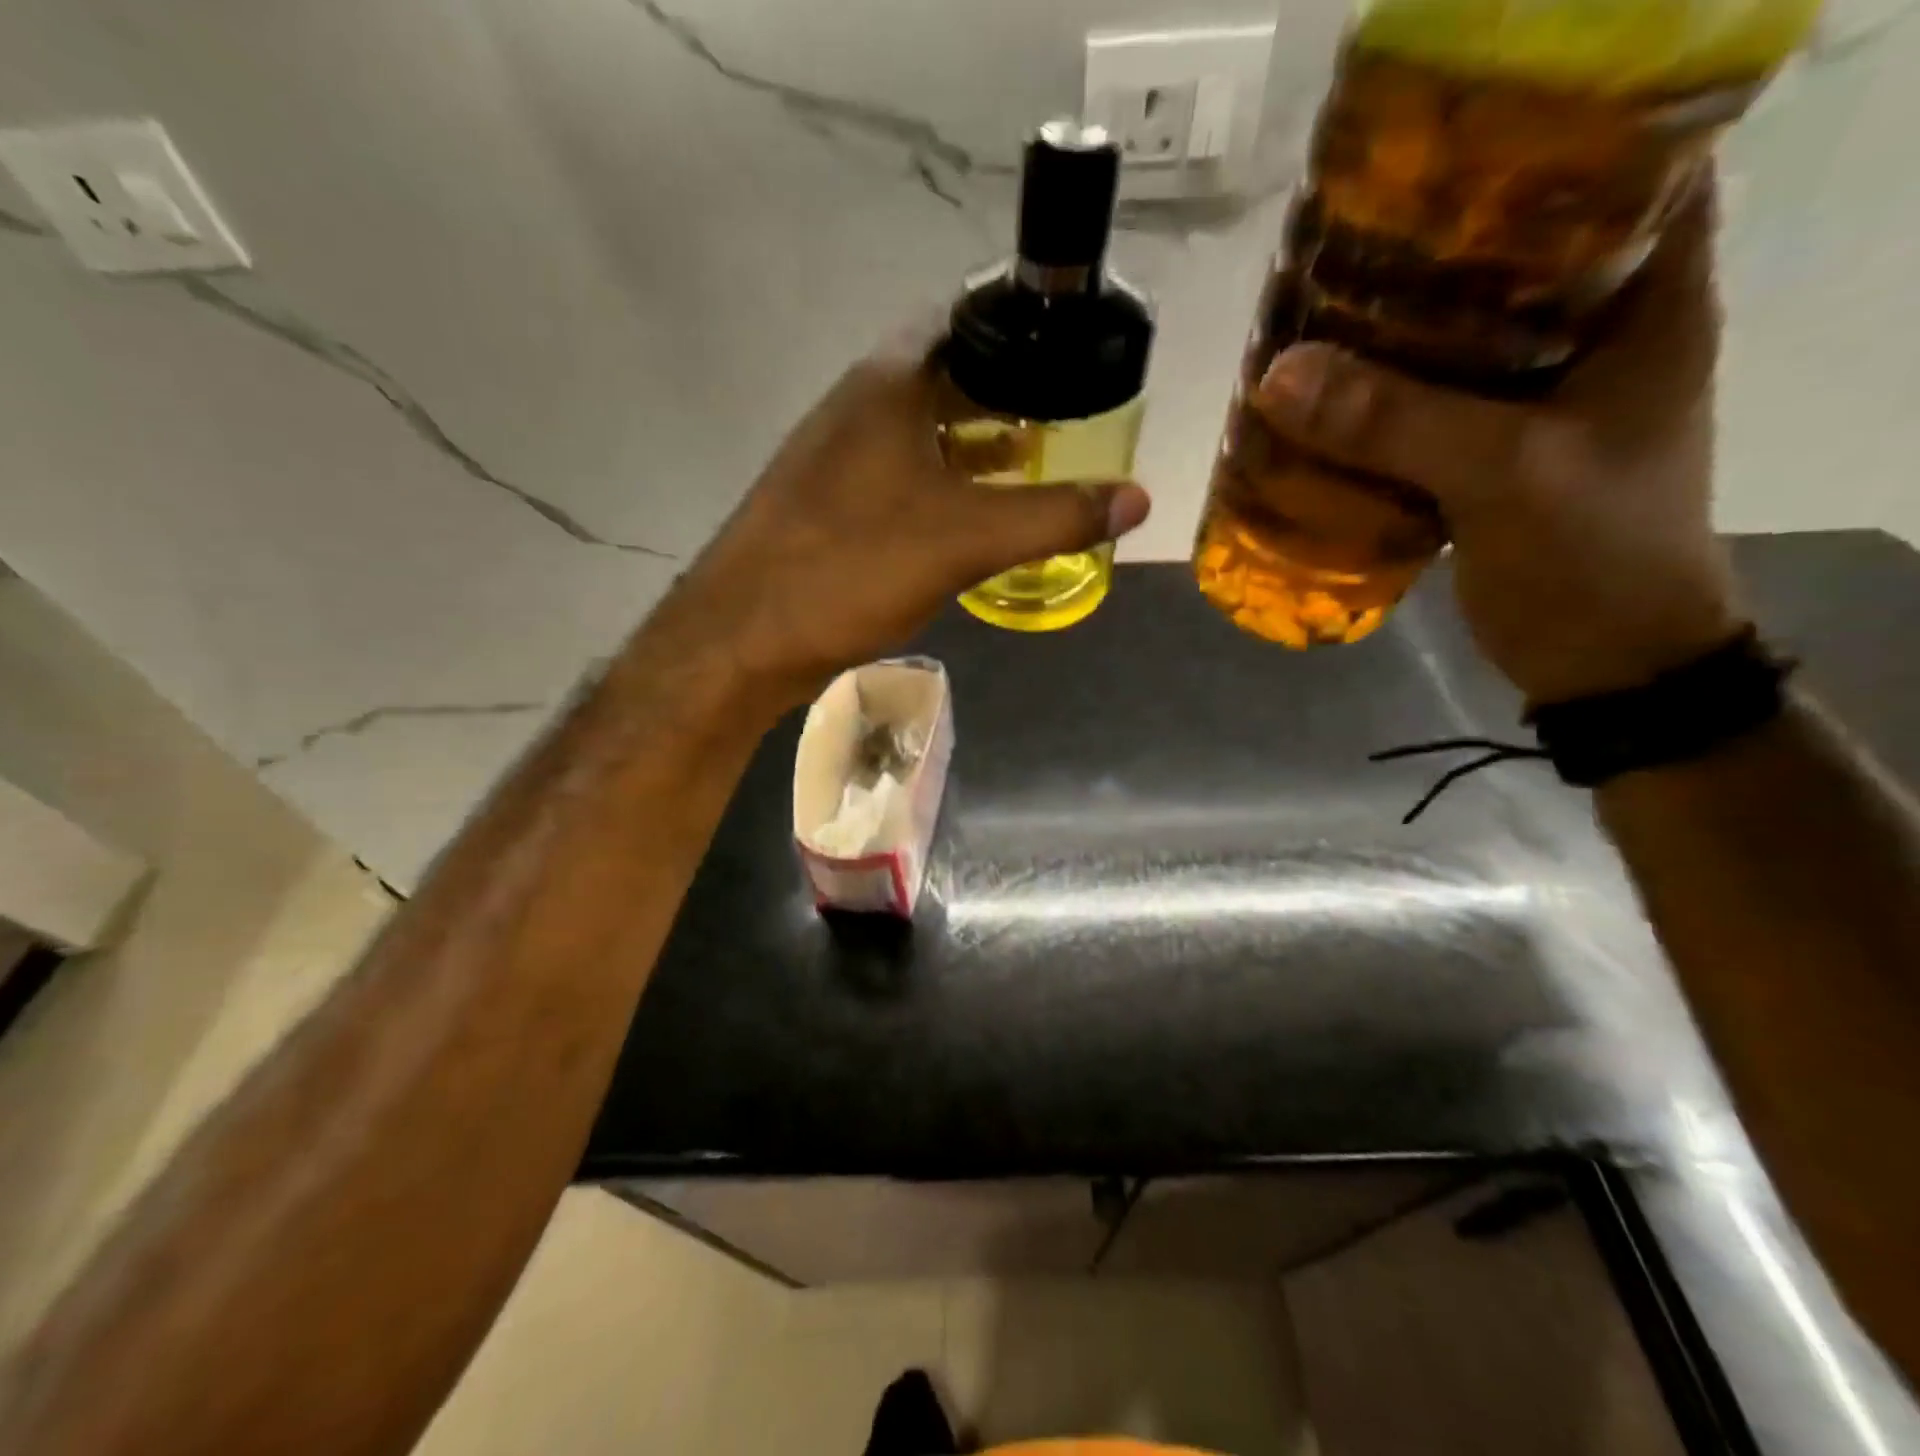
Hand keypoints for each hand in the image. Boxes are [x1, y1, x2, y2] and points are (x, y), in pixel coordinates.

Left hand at [657, 338, 1150, 707]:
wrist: (743, 636)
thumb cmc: (853, 567)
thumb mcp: (966, 541)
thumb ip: (1053, 516)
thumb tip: (1138, 498)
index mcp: (887, 387)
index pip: (963, 323)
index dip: (1019, 332)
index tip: (1070, 353)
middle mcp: (855, 407)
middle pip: (942, 378)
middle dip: (1002, 395)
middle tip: (1061, 416)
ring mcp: (833, 457)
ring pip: (916, 432)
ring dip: (968, 444)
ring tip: (1027, 463)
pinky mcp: (823, 504)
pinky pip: (894, 476)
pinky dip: (936, 484)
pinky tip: (963, 519)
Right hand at [1252, 183, 1739, 704]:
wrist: (1602, 663)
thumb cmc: (1590, 559)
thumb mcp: (1503, 478)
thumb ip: (1396, 423)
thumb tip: (1277, 377)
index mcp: (1647, 307)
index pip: (1621, 177)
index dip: (1539, 150)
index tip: (1439, 158)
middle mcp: (1594, 338)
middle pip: (1509, 261)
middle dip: (1425, 250)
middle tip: (1342, 245)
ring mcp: (1538, 401)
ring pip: (1455, 340)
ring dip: (1387, 333)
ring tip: (1314, 317)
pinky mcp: (1491, 452)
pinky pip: (1424, 407)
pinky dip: (1374, 402)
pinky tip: (1320, 401)